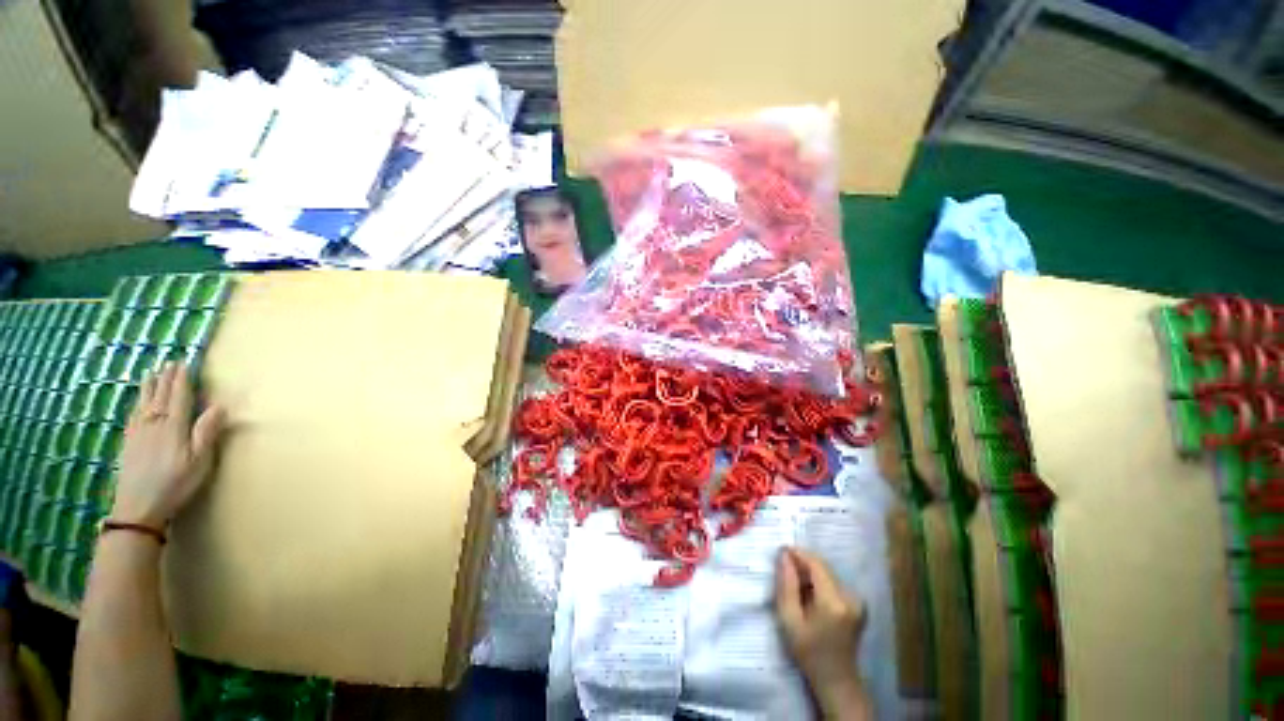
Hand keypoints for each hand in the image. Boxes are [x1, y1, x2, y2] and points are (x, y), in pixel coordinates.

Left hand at [113, 362, 224, 528]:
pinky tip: (137, 402)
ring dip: (149, 387)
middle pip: (160, 397)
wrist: (138, 508)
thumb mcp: (199, 460)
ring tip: (152, 373)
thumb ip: (206, 432)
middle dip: (166, 379)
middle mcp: (154, 424)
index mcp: (173, 427)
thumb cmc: (175, 484)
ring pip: (144, 403)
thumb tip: (219, 405)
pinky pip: (133, 416)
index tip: (185, 363)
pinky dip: (137, 404)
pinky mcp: (129, 443)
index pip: (179, 397)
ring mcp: (138, 433)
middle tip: (169, 362)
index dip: (182, 380)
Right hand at [775, 547, 870, 718]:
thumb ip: (786, 585)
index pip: (816, 563)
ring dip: (810, 572)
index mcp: (834, 601)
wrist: (837, 680)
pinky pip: (834, 581)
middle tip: (784, 569)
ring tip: (795, 585)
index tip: (781, 551)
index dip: (798, 553)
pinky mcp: (858, 603)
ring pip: (828, 572)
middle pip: (823, 566)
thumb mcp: (789, 620)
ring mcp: (857, 600)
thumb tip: (784, 556)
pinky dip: (819, 581)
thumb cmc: (809, 653)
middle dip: (803, 563)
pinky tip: (809, 595)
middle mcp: (850, 596)